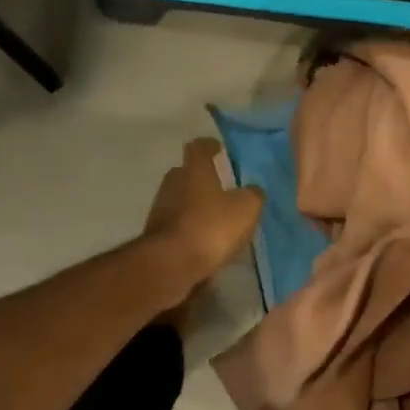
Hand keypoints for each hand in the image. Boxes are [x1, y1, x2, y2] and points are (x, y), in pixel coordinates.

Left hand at [144, 138, 264, 300]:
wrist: (170, 264)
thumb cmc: (211, 227)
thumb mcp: (246, 209)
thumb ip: (253, 195)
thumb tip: (253, 190)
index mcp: (194, 170)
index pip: (199, 147)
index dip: (210, 146)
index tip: (219, 148)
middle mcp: (173, 183)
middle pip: (186, 173)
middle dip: (202, 178)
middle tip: (221, 186)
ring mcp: (160, 209)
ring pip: (180, 199)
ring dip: (195, 205)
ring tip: (215, 217)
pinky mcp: (156, 234)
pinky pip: (176, 223)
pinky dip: (189, 227)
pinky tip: (203, 240)